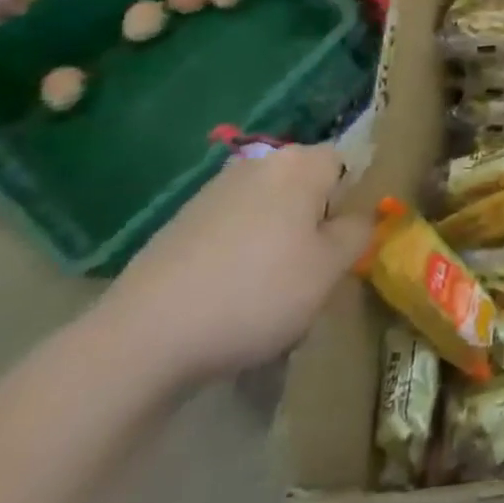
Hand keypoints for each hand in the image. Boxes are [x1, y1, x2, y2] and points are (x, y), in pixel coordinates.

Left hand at [100, 142, 373, 387]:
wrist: (142, 339)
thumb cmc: (257, 294)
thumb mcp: (330, 268)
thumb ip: (358, 232)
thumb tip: (360, 215)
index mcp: (298, 164)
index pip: (345, 164)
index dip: (350, 203)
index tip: (341, 245)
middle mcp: (257, 164)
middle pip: (305, 185)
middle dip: (313, 221)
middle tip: (310, 271)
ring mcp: (212, 192)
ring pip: (269, 209)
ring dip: (277, 239)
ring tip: (268, 291)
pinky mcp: (178, 224)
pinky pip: (232, 230)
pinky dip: (239, 254)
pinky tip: (228, 296)